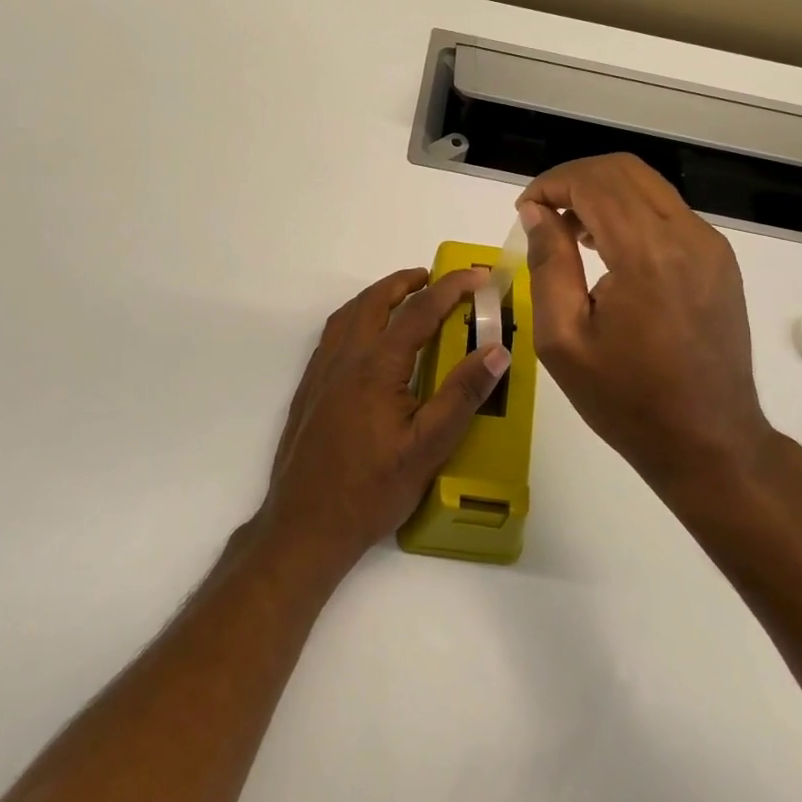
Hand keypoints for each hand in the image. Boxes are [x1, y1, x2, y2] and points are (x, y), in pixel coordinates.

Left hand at [257, 267, 510, 570]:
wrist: (304, 525)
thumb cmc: (371, 489)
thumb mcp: (428, 447)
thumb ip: (462, 395)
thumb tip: (497, 350)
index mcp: (376, 366)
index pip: (419, 312)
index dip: (451, 289)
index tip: (478, 276)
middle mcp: (344, 359)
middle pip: (374, 302)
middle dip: (405, 282)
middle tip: (434, 277)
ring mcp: (321, 373)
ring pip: (348, 315)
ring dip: (377, 297)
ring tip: (402, 298)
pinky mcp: (309, 390)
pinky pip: (333, 336)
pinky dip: (356, 319)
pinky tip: (367, 341)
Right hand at [518, 154, 801, 517]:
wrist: (709, 442)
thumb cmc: (626, 400)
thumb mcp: (563, 339)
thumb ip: (548, 264)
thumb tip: (537, 212)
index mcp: (647, 255)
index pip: (593, 183)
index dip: (550, 185)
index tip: (524, 211)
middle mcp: (687, 236)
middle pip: (624, 170)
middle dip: (574, 179)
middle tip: (541, 215)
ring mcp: (711, 246)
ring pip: (648, 186)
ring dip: (602, 193)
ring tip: (569, 233)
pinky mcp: (720, 260)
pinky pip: (668, 212)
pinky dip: (630, 212)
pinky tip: (608, 249)